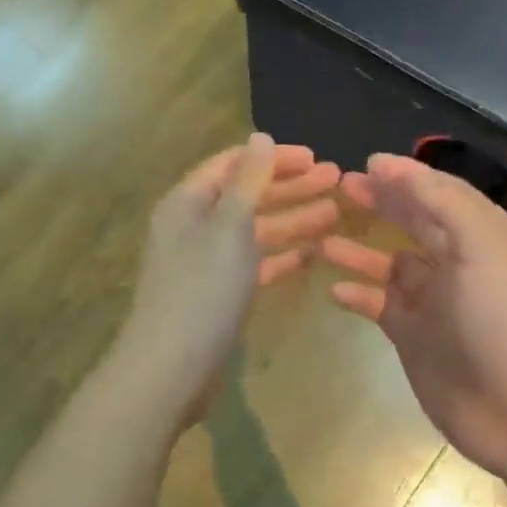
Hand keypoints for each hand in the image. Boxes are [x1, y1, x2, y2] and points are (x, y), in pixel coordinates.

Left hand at [115, 135, 340, 423]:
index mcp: (188, 201)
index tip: (314, 156)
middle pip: (246, 195)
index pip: (232, 164)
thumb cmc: (202, 289)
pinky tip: (311, 255)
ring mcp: (205, 263)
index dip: (273, 158)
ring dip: (292, 221)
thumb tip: (261, 137)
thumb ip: (248, 180)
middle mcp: (193, 227)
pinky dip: (279, 257)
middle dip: (290, 187)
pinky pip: (252, 265)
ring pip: (253, 232)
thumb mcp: (229, 226)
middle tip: (335, 180)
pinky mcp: (217, 295)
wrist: (171, 369)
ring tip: (335, 214)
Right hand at [321, 153, 506, 478]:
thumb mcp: (484, 248)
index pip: (443, 194)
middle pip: (416, 222)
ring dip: (359, 250)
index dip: (406, 176)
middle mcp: (463, 265)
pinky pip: (380, 305)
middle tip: (341, 186)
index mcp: (489, 238)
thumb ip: (440, 201)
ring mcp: (437, 303)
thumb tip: (388, 165)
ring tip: (323, 236)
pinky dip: (358, 294)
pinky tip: (334, 289)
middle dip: (382, 202)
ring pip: (391, 265)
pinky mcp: (416, 337)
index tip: (365, 162)